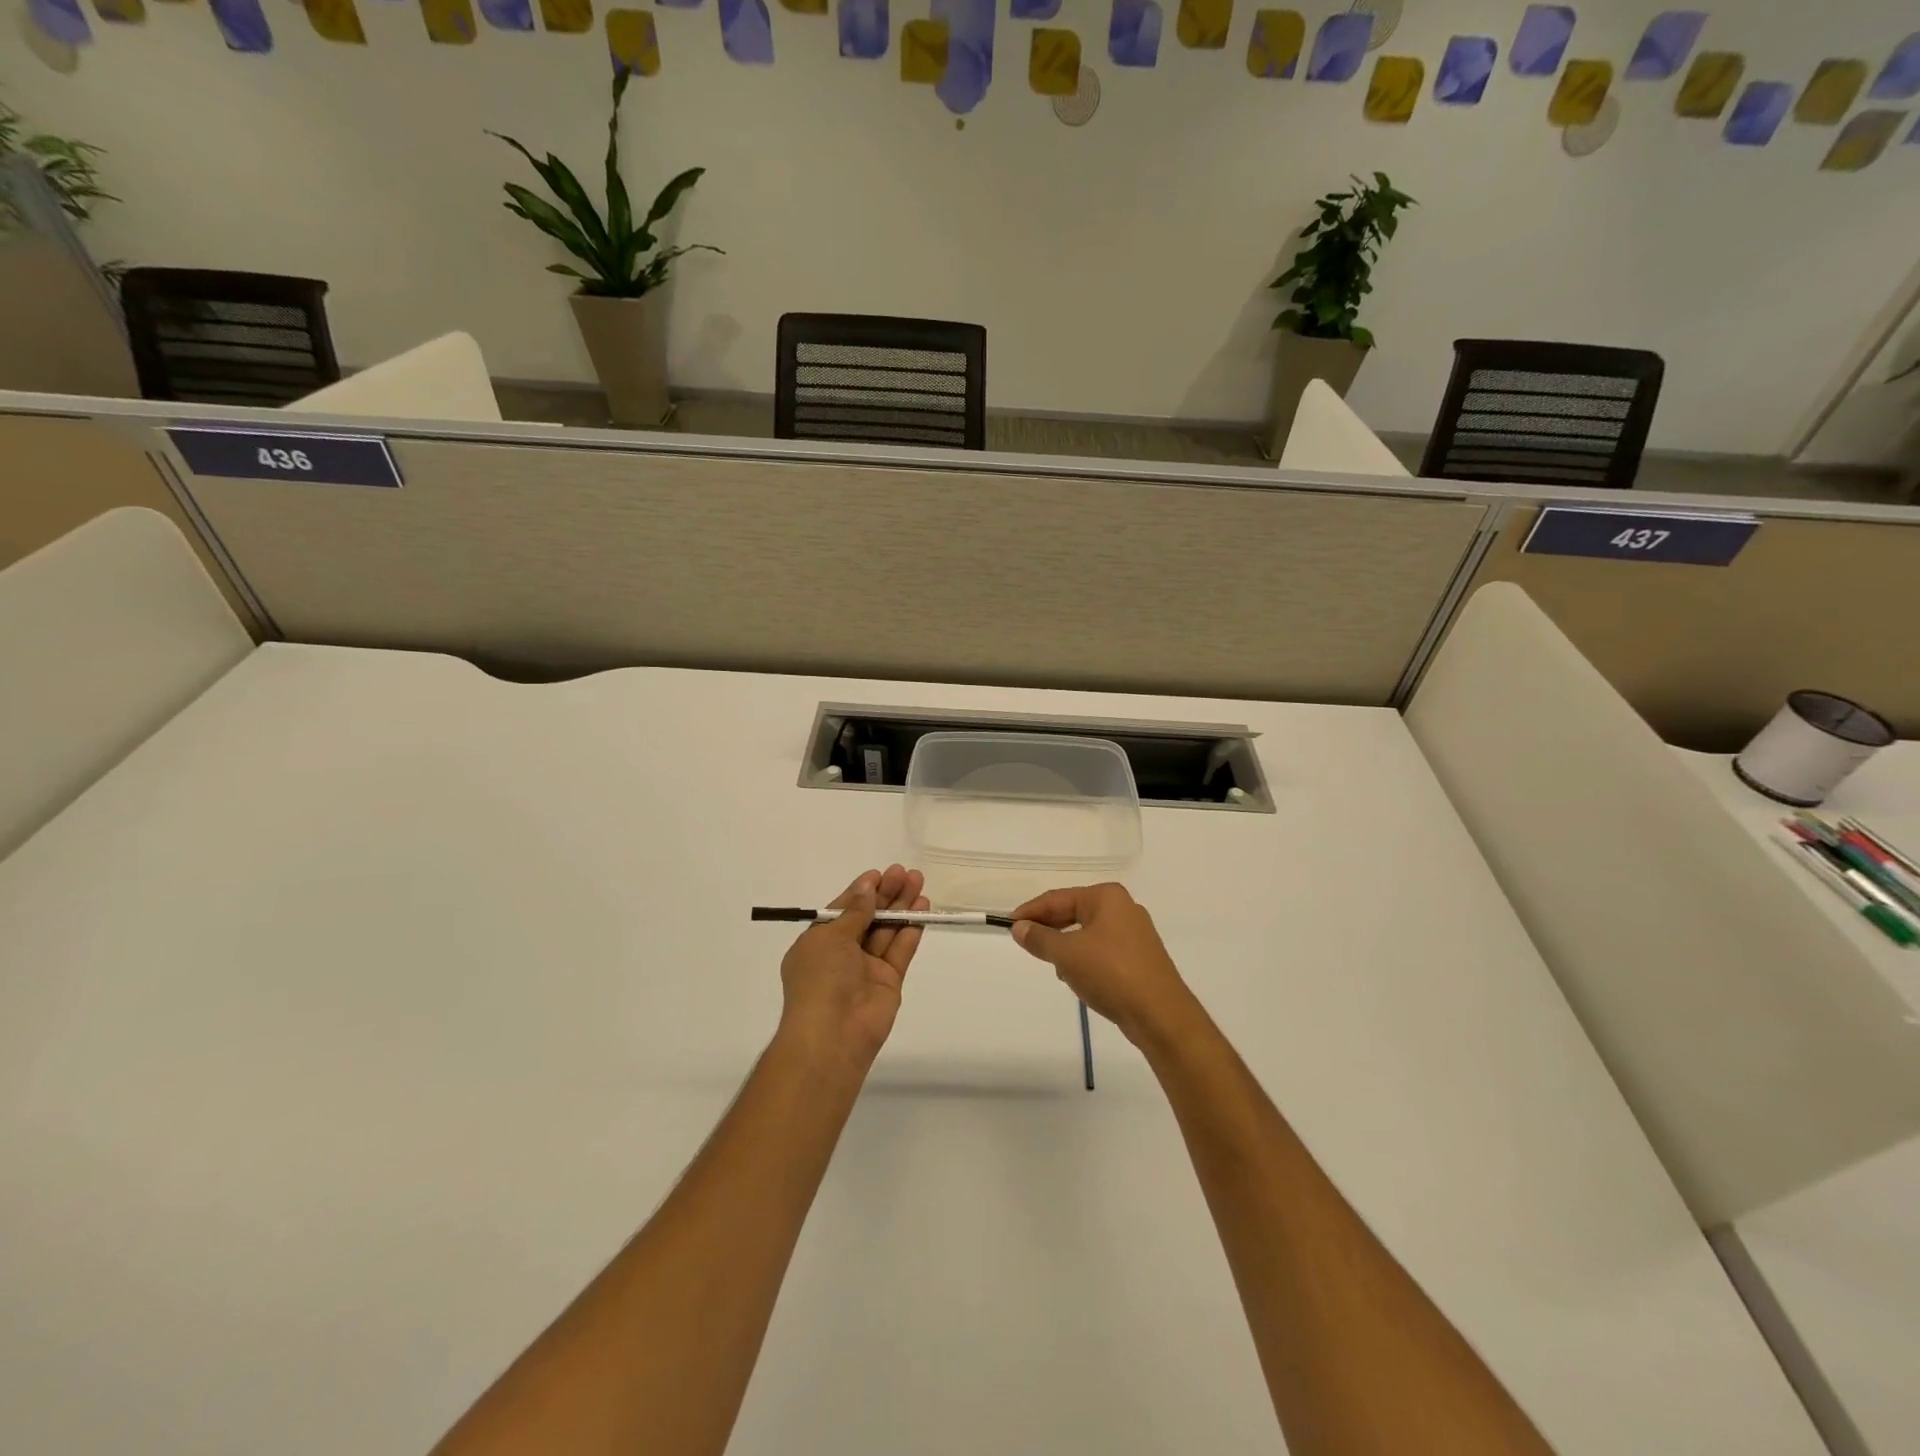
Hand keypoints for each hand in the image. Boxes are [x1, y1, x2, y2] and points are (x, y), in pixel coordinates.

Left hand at [778, 866, 927, 1074]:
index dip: (861, 891)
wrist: (833, 1034)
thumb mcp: (830, 937)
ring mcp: (867, 967)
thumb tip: (867, 888)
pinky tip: (923, 908)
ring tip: (918, 881)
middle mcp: (842, 954)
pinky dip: (911, 929)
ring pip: (887, 930)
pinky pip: (900, 949)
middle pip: (868, 917)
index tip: (879, 874)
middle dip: (886, 894)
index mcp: (818, 943)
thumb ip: (854, 912)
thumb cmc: (821, 979)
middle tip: (904, 872)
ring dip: (902, 906)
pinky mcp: (889, 980)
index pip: (842, 910)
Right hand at [1010, 883, 1194, 1047]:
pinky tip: (1078, 979)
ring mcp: (1134, 933)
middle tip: (1024, 944)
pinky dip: (1085, 960)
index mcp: (1106, 897)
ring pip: (1087, 934)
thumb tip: (1019, 928)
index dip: (1031, 911)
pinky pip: (1101, 951)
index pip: (1058, 898)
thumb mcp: (1067, 955)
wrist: (1161, 1015)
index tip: (1008, 925)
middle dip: (1050, 930)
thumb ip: (1040, 938)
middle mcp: (1123, 908)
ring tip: (1053, 966)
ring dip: (1067, 948)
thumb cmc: (1111, 973)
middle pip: (1074, 913)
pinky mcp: (1139, 958)